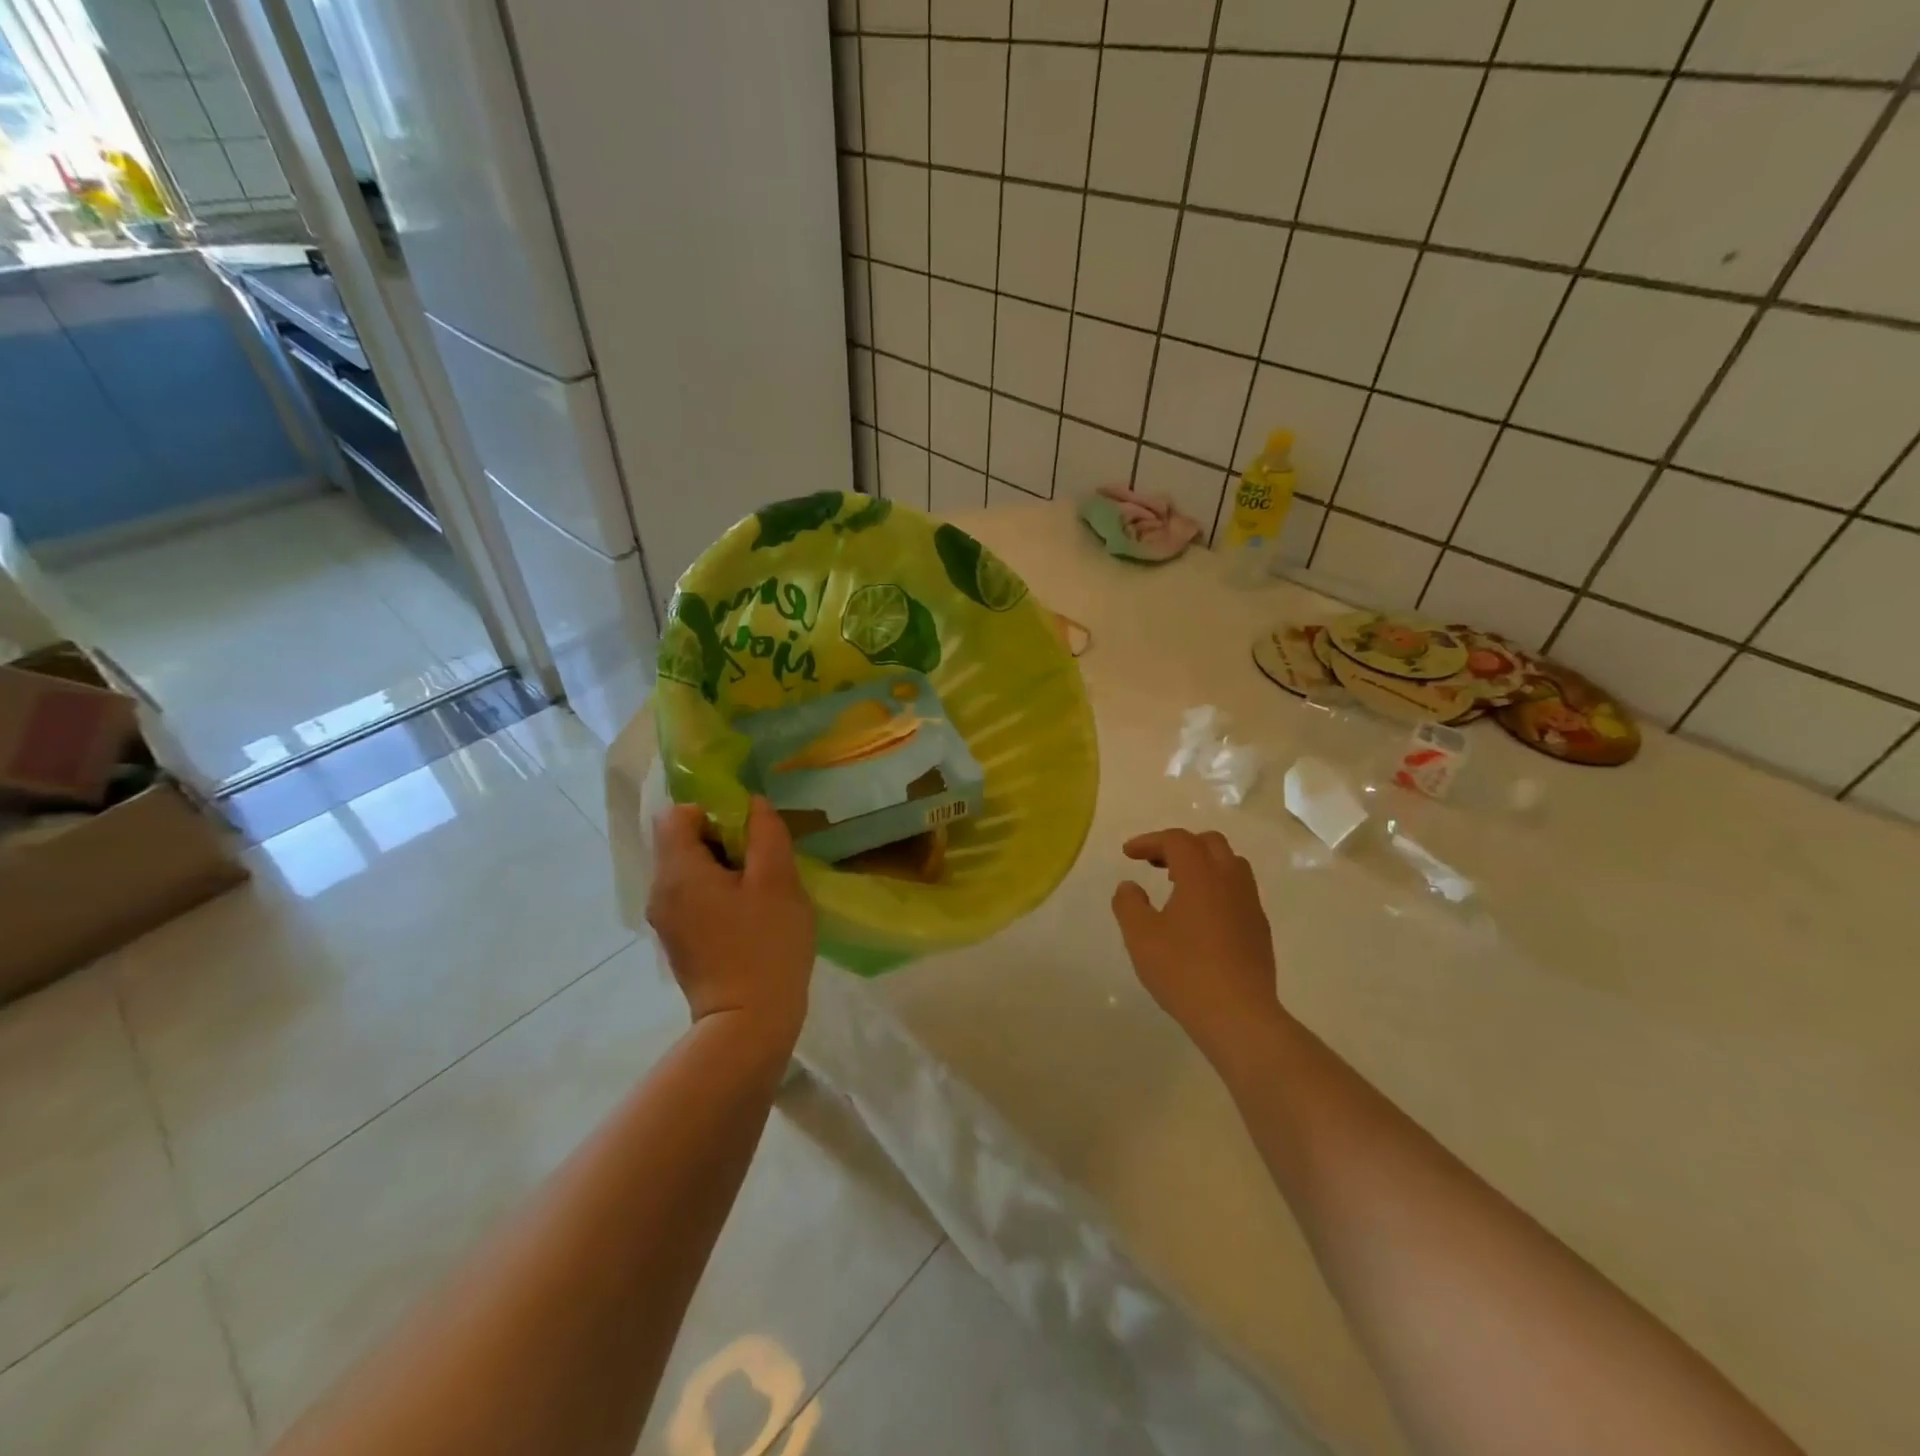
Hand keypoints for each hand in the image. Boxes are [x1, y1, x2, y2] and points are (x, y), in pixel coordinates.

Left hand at [648, 797, 816, 1050]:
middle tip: (763, 858)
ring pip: (688, 871)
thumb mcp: (778, 880)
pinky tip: (750, 914)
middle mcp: (660, 891)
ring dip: (723, 867)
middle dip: (722, 839)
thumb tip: (752, 805)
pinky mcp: (678, 941)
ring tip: (761, 887)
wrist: (748, 1023)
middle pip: (681, 841)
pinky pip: (692, 897)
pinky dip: (717, 893)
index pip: (678, 814)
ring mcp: (666, 920)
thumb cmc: (766, 945)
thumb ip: (766, 834)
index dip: (713, 810)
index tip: (749, 831)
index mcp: (678, 871)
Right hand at [1111, 828, 1279, 1052]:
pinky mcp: (1260, 929)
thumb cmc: (1183, 970)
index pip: (1176, 840)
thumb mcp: (1140, 936)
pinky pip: (1239, 891)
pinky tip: (1201, 917)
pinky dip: (1217, 888)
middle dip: (1179, 846)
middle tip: (1154, 864)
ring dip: (1203, 864)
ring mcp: (1250, 904)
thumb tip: (1129, 886)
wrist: (1238, 1015)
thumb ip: (1129, 904)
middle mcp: (1230, 880)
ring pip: (1230, 865)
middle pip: (1209, 843)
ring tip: (1178, 886)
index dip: (1149, 841)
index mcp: (1200, 874)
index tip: (1128, 854)